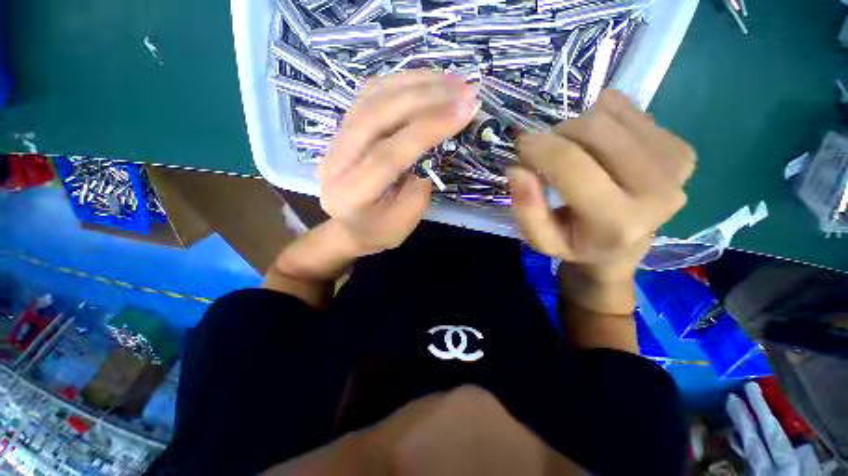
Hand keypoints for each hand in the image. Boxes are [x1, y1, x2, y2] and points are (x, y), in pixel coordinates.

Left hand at [320, 70, 479, 254]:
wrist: (349, 227)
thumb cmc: (380, 230)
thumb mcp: (405, 219)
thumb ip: (417, 183)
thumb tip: (434, 141)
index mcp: (351, 195)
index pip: (389, 155)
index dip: (428, 129)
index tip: (466, 109)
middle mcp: (336, 162)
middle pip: (378, 116)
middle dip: (426, 99)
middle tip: (465, 90)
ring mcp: (336, 139)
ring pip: (373, 97)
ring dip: (416, 83)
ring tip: (453, 81)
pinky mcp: (344, 127)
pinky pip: (371, 94)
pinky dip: (402, 82)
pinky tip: (428, 80)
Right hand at [508, 90, 695, 313]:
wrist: (623, 248)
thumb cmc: (576, 244)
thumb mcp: (541, 239)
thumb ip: (527, 208)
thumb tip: (517, 168)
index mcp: (616, 220)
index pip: (570, 164)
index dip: (538, 148)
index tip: (521, 145)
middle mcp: (657, 191)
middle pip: (594, 129)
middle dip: (558, 135)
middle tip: (548, 153)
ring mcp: (676, 166)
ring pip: (611, 114)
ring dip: (579, 127)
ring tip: (574, 152)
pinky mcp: (682, 150)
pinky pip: (630, 111)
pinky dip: (604, 120)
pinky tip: (600, 146)